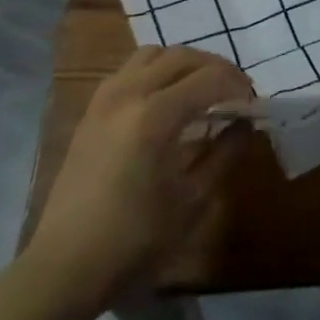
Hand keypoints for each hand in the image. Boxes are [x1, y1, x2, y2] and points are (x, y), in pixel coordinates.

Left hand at [21, 47, 253, 311]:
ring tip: (202, 89)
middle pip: (182, 56)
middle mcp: (128, 93)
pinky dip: (157, 71)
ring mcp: (105, 98)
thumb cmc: (135, 239)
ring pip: (153, 54)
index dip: (238, 86)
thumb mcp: (192, 199)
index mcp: (155, 115)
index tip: (254, 105)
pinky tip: (167, 100)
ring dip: (184, 64)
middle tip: (236, 92)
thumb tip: (245, 124)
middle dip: (216, 68)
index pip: (210, 78)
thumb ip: (224, 154)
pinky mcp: (91, 110)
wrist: (65, 266)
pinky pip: (130, 70)